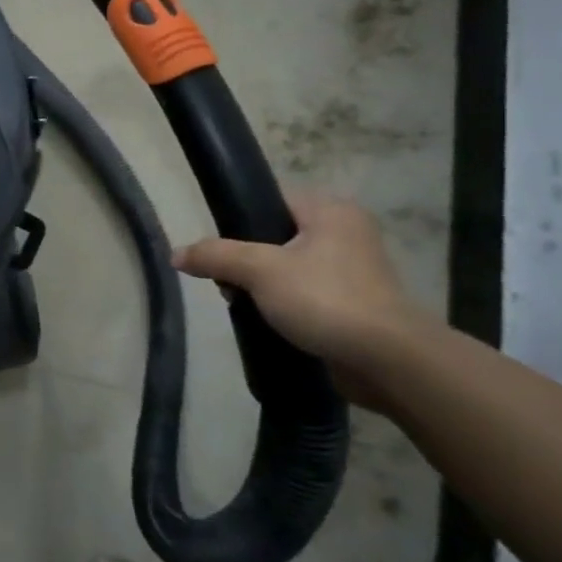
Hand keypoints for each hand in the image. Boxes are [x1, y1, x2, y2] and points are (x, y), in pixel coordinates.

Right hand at [174, 194, 426, 396]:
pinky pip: (305, 295)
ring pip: (287, 269)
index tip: (221, 253)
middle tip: (230, 286)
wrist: (386, 360)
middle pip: (274, 237)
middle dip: (246, 263)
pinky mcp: (354, 304)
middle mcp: (346, 233)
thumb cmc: (324, 298)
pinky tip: (270, 323)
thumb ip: (215, 256)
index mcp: (331, 210)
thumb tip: (175, 254)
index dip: (239, 223)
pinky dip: (284, 306)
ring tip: (247, 307)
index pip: (271, 201)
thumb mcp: (259, 270)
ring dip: (262, 288)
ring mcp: (353, 271)